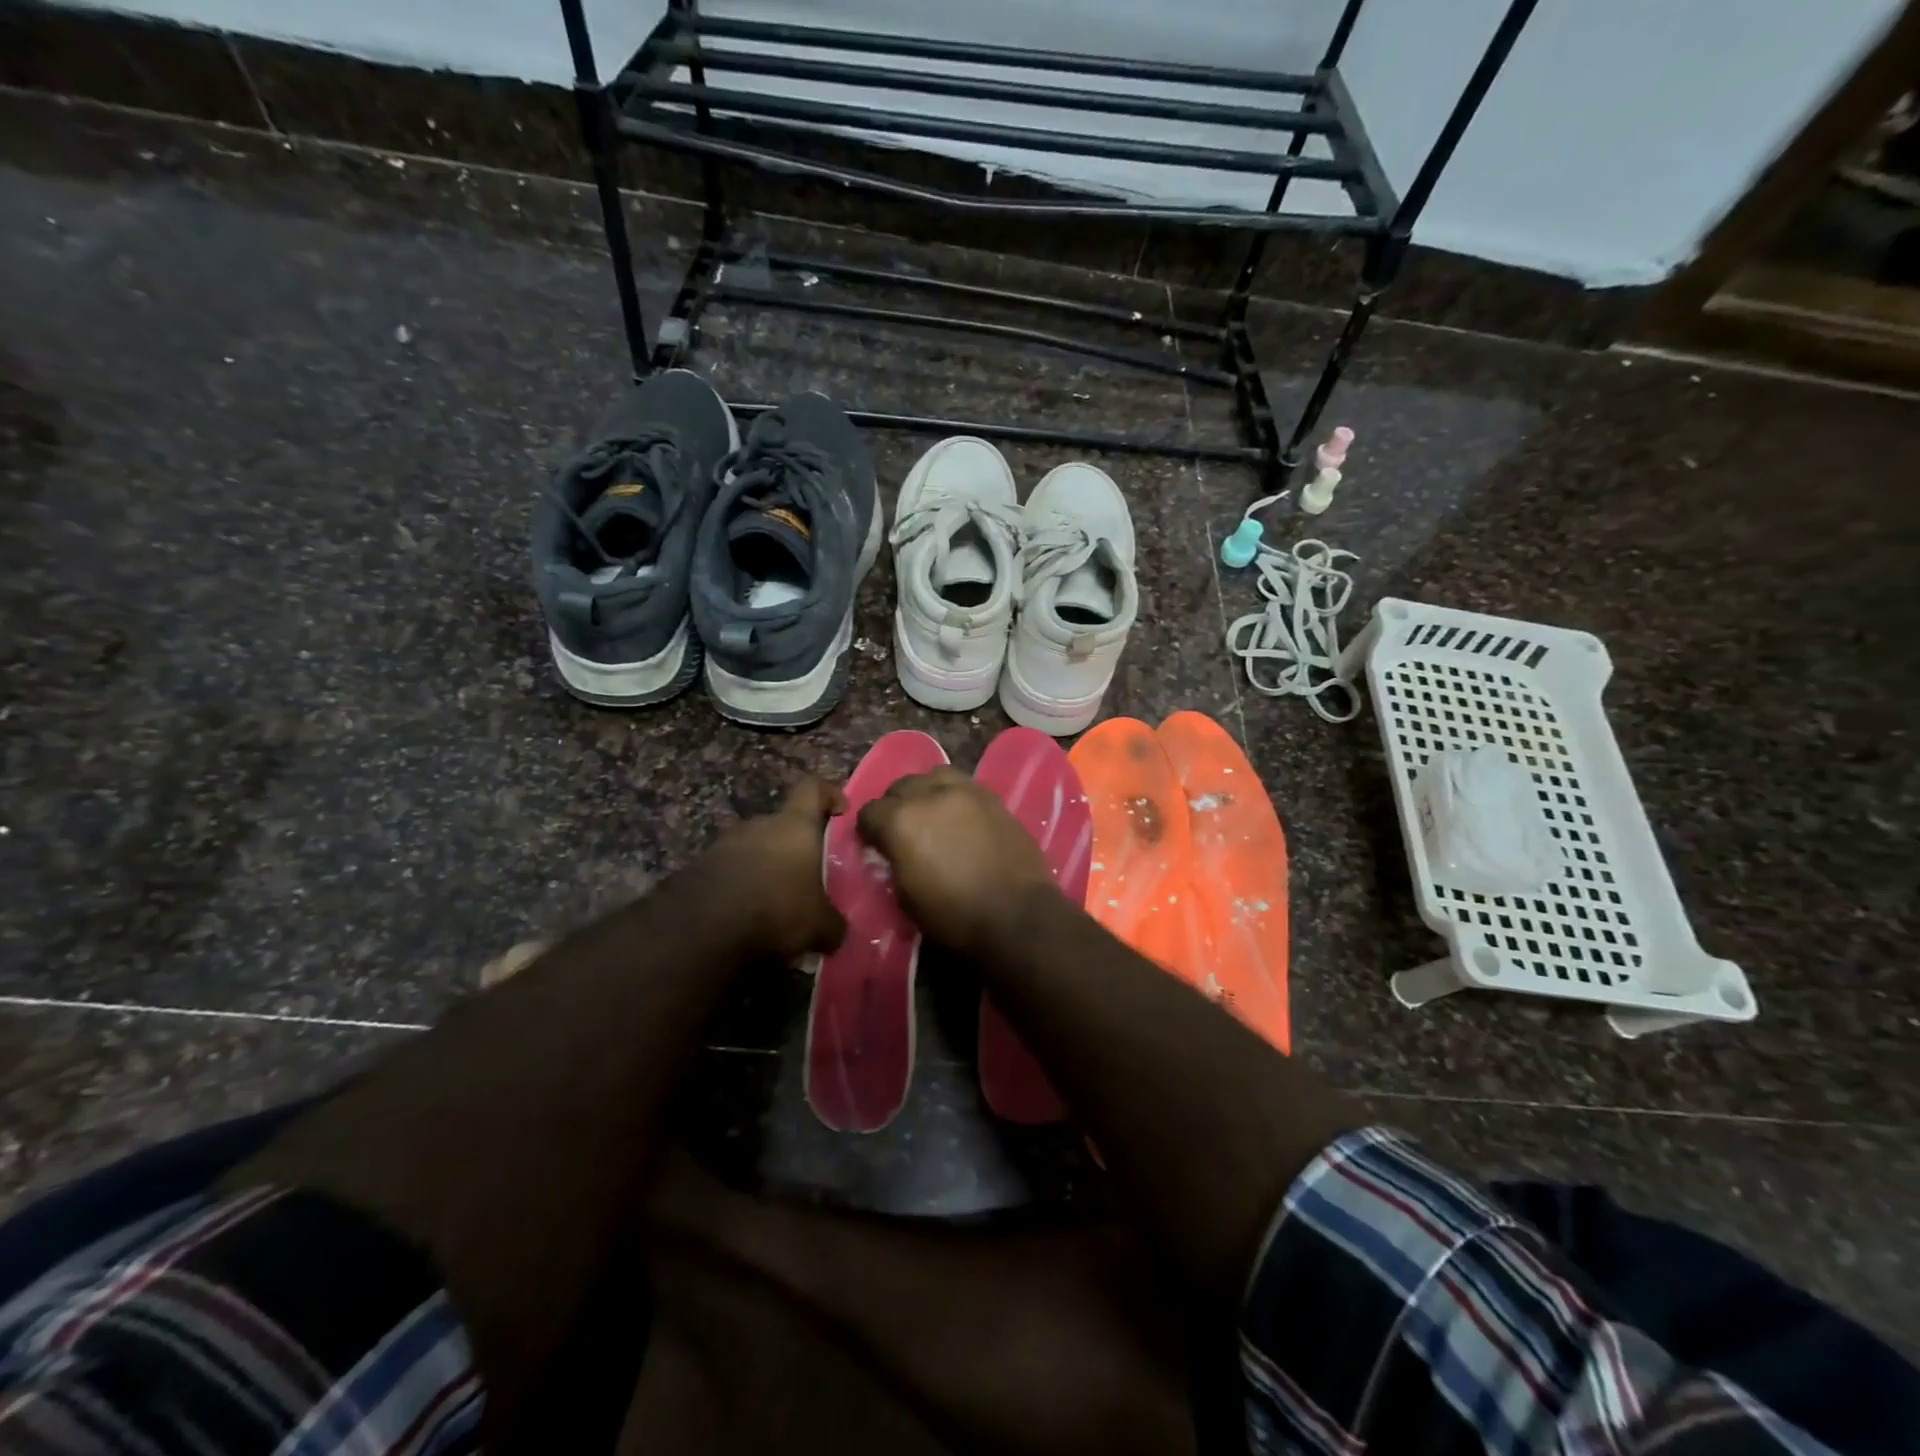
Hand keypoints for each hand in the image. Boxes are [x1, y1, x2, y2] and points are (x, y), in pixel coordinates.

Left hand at [716, 777, 847, 960]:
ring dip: (765, 869)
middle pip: (783, 824)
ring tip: (775, 903)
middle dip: (796, 847)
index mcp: (794, 826)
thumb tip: (836, 930)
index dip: (829, 794)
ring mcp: (723, 845)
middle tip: (808, 877)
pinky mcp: (697, 869)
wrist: (701, 933)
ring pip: (754, 849)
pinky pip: (729, 872)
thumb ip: (834, 922)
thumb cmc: (776, 912)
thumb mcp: (821, 926)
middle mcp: (758, 825)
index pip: (814, 788)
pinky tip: (746, 918)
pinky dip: (740, 888)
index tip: (841, 811)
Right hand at [857, 767, 1057, 952]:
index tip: (875, 845)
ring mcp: (966, 791)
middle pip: (901, 786)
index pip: (870, 811)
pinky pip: (965, 785)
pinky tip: (960, 816)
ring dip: (926, 792)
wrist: (1017, 915)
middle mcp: (931, 794)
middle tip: (902, 829)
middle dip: (896, 805)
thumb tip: (894, 851)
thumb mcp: (906, 897)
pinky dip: (955, 796)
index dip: (869, 830)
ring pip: (934, 776)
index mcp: (901, 820)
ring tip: (932, 813)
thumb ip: (894, 862)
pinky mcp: (993, 798)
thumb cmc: (954, 915)